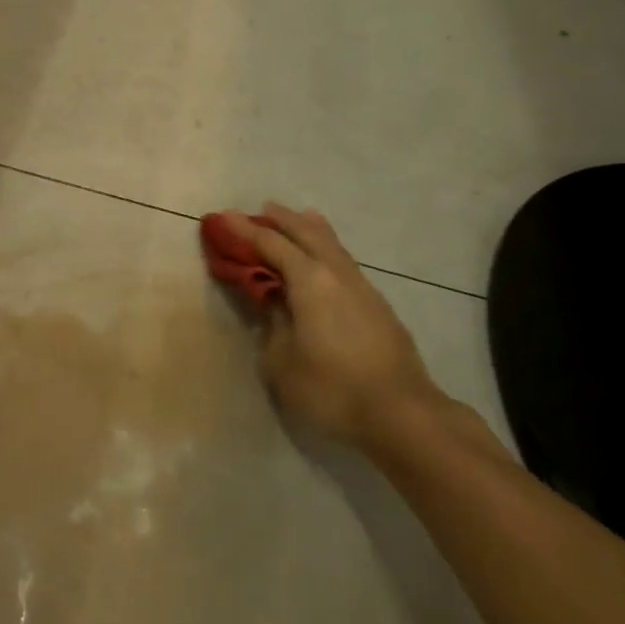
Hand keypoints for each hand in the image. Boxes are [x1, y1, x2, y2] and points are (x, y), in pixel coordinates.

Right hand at [223, 204, 446, 449]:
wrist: (402, 413)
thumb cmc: (332, 388)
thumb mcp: (282, 362)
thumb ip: (271, 323)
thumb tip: (271, 301)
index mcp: (309, 280)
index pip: (270, 244)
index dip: (244, 230)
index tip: (223, 217)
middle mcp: (336, 272)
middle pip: (306, 232)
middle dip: (282, 219)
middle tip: (262, 209)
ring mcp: (362, 286)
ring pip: (332, 244)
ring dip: (309, 229)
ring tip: (298, 219)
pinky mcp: (377, 305)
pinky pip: (344, 261)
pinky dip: (327, 249)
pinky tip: (325, 260)